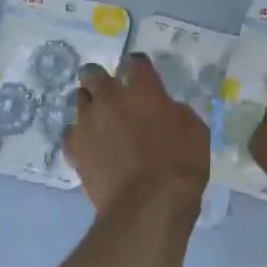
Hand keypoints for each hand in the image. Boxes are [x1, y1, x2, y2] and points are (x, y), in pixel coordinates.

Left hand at [63, 54, 209, 218]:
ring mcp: (88, 122)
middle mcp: (110, 98)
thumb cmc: (181, 165)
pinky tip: (89, 144)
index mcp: (143, 89)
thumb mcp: (195, 131)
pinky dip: (80, 135)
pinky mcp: (75, 149)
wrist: (148, 205)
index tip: (141, 74)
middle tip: (110, 92)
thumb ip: (175, 111)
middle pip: (93, 73)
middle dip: (99, 78)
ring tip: (99, 119)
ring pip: (79, 100)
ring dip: (89, 105)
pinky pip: (71, 133)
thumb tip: (164, 109)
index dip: (137, 66)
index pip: (134, 62)